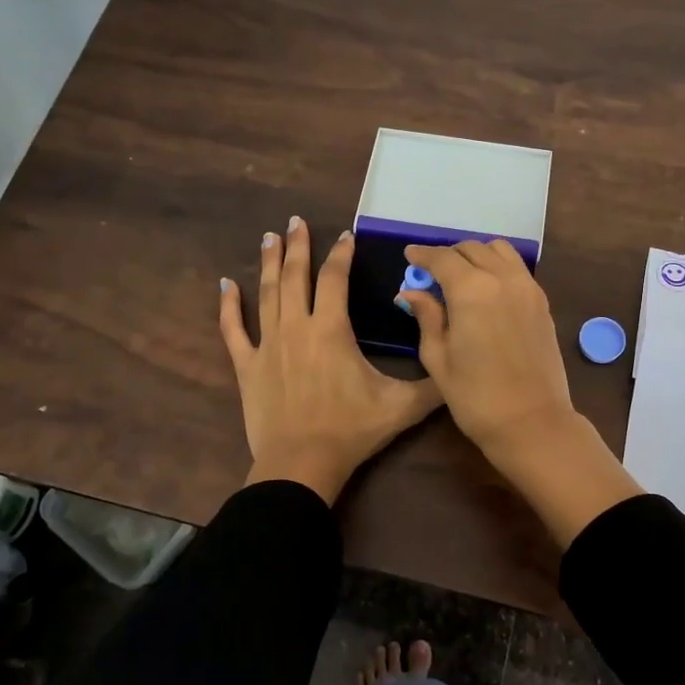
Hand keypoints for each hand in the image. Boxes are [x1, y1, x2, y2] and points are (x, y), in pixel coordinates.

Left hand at [220, 217, 442, 503]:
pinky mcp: (247, 366)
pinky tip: (225, 285)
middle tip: (295, 220)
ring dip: (268, 263)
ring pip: (266, 293)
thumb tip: (459, 364)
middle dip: (298, 245)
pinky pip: (233, 329)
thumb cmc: (352, 430)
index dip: (341, 255)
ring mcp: (268, 345)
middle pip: (295, 276)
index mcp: (331, 329)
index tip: (346, 236)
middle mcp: (297, 327)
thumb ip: (433, 384)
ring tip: (269, 238)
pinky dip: (229, 306)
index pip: (335, 279)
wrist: (301, 464)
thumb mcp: (402, 407)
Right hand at [393, 239, 573, 456]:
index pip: (442, 258)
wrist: (532, 422)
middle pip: (472, 249)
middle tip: (432, 272)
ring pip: (499, 251)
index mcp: (471, 290)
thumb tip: (410, 292)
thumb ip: (427, 317)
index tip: (409, 255)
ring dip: (477, 255)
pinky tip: (487, 290)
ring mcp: (528, 288)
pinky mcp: (542, 302)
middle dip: (449, 255)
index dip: (423, 255)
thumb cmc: (475, 396)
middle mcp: (502, 278)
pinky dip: (498, 267)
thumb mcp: (438, 358)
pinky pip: (517, 269)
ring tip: (462, 276)